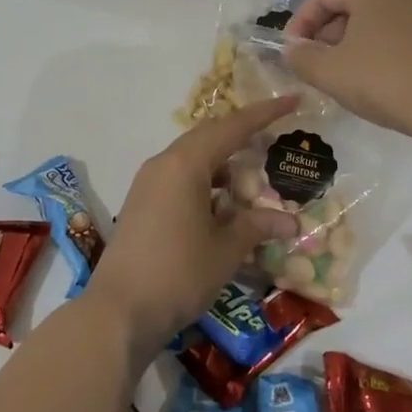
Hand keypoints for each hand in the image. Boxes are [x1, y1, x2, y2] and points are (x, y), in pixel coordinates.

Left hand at [84, 96, 301, 348]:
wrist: (119, 311)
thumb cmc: (178, 273)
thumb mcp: (225, 249)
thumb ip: (257, 226)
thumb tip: (290, 221)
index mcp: (185, 164)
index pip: (231, 127)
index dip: (264, 114)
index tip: (292, 100)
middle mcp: (163, 164)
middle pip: (208, 137)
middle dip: (242, 136)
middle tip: (274, 139)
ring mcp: (148, 184)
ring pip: (192, 159)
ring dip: (223, 164)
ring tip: (253, 180)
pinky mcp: (141, 204)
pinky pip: (179, 178)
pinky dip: (205, 183)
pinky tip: (223, 206)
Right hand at [282, 0, 411, 145]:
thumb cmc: (385, 80)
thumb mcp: (330, 73)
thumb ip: (301, 59)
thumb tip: (293, 50)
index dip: (301, 21)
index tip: (292, 50)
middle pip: (355, 5)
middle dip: (330, 34)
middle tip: (319, 64)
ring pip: (383, 21)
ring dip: (359, 43)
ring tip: (351, 76)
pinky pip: (408, 37)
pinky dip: (389, 52)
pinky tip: (387, 82)